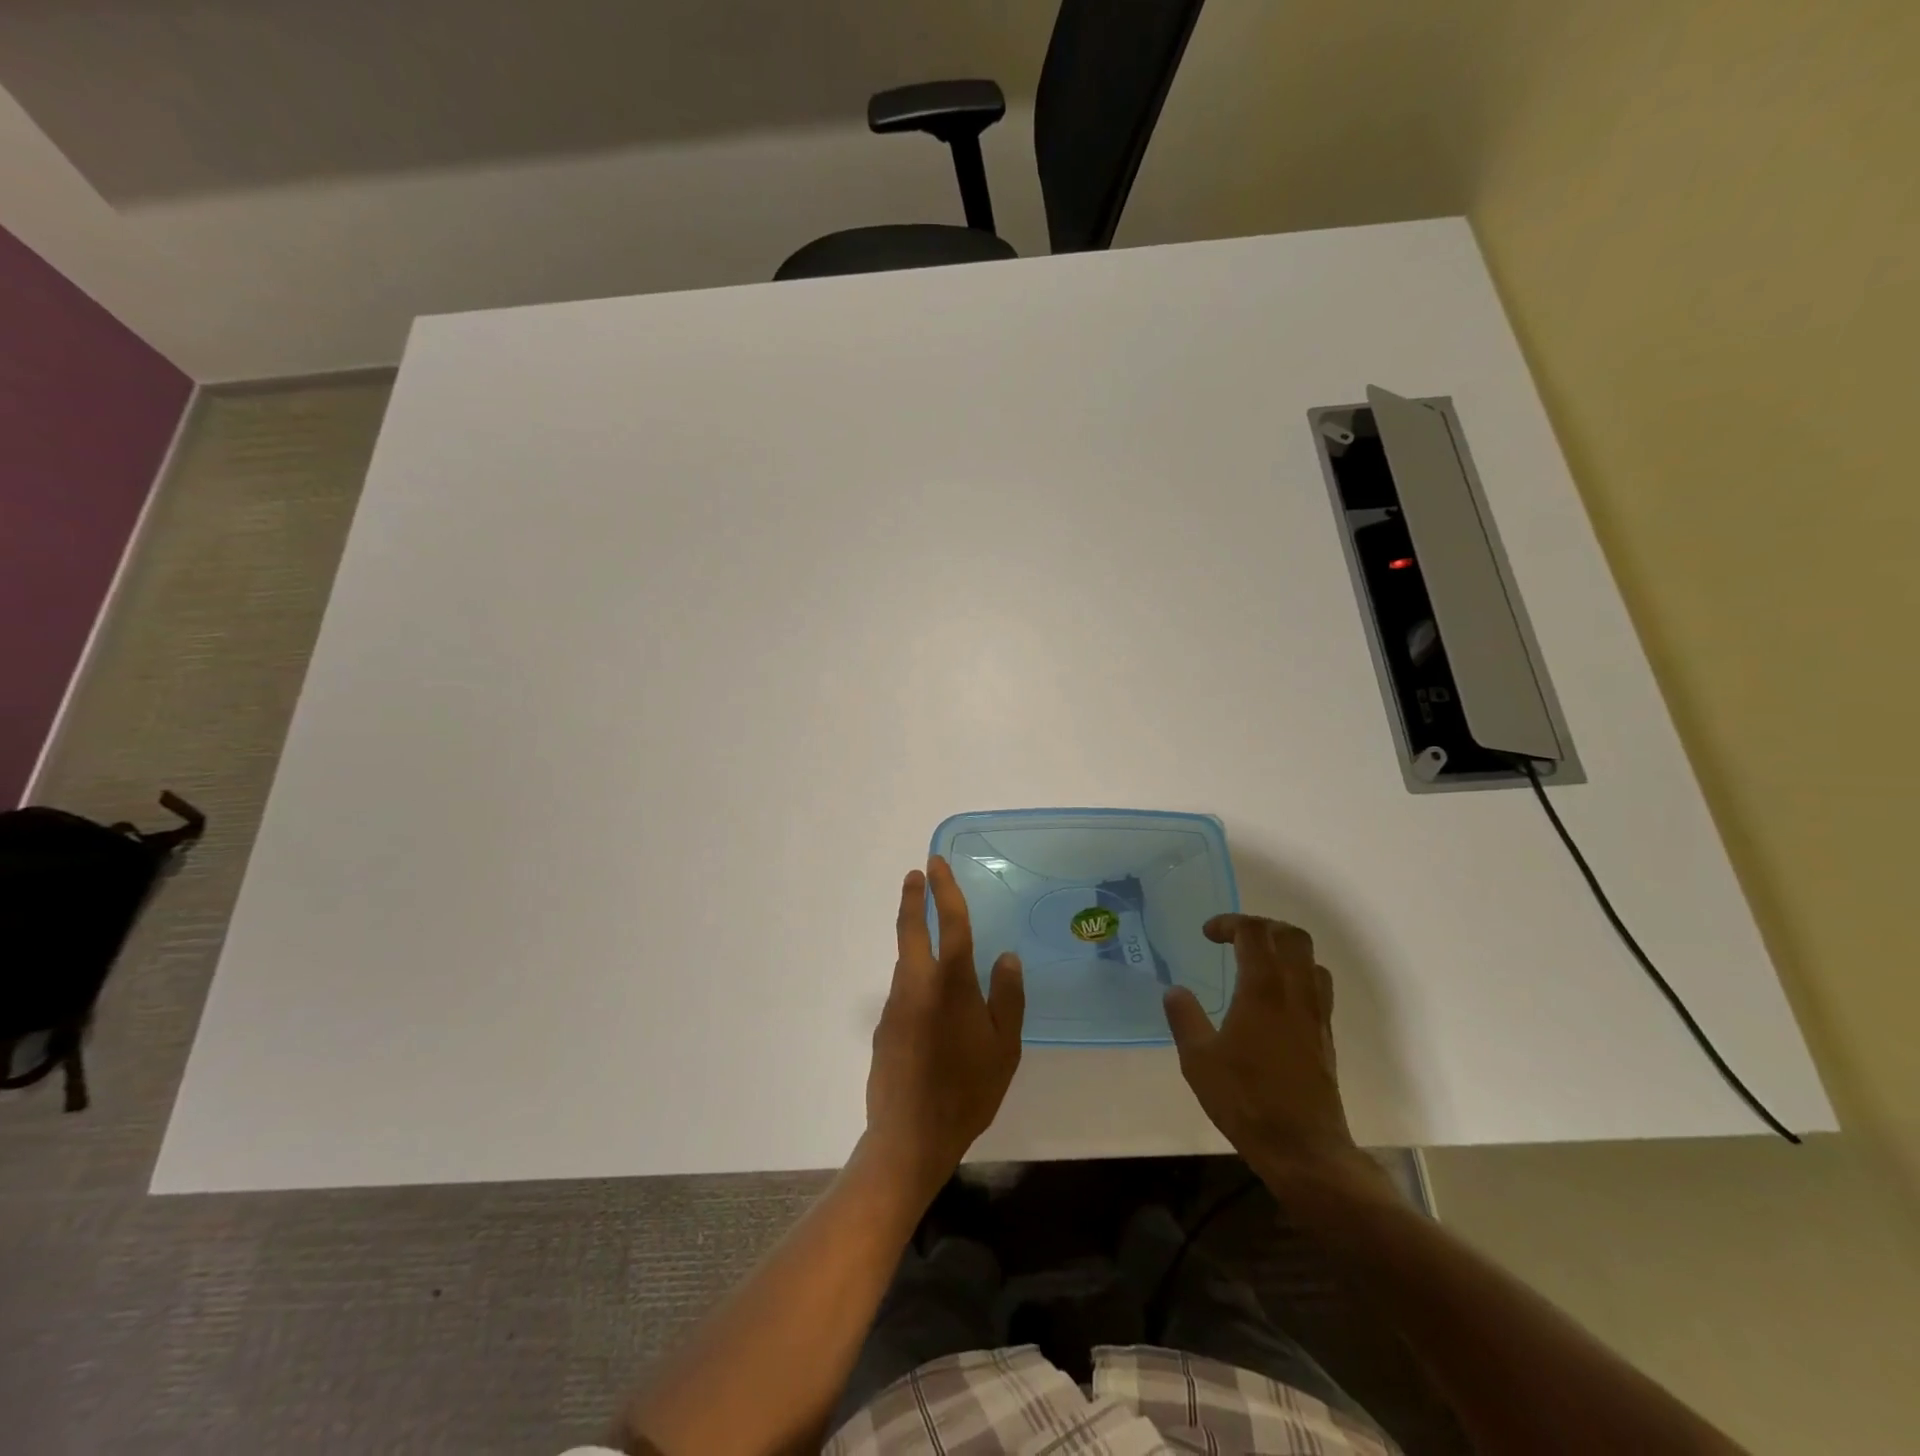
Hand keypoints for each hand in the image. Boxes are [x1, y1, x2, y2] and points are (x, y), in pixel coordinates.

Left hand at [863, 856, 1023, 1200]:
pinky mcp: (885, 1026)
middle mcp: (918, 984)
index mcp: (951, 984)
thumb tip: (1007, 957)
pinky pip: (905, 991)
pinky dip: (916, 979)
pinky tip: (933, 1004)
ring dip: (915, 940)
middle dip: (913, 898)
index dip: (944, 890)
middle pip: (911, 929)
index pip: (950, 924)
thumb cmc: (968, 1090)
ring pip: (906, 961)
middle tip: (916, 874)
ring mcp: (896, 1005)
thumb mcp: (1004, 1048)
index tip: (935, 863)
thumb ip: (1007, 998)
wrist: (911, 1136)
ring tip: (935, 941)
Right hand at [1163, 914, 1370, 1185]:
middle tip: (1235, 937)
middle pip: (1291, 936)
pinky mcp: (1325, 1036)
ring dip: (1283, 949)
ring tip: (1257, 961)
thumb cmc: (1246, 1100)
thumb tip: (1175, 991)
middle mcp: (1295, 993)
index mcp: (1262, 990)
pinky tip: (1274, 998)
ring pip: (1310, 959)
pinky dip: (1296, 974)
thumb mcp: (1198, 1060)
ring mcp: (1316, 1014)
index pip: (1254, 933)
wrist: (1303, 1148)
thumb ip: (1185, 1018)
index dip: (1230, 923)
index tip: (1207, 934)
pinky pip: (1318, 986)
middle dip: (1262, 926)